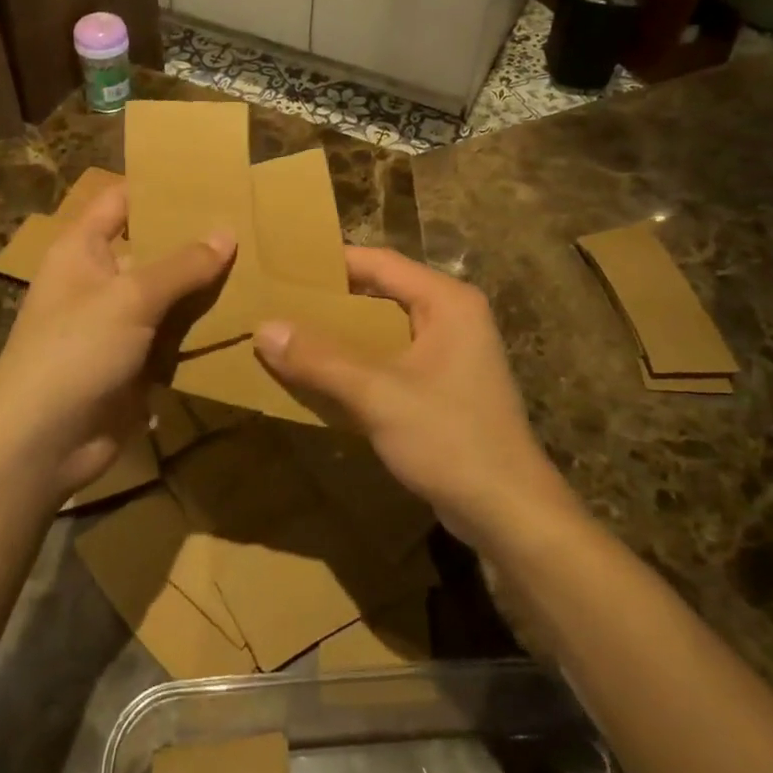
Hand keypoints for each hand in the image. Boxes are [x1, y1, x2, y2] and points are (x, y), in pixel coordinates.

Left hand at [0, 186, 233, 500]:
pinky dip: (202, 329)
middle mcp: (99, 279)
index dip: (159, 187)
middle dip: (196, 239)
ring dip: (205, 287)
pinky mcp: (135, 361)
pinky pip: (174, 335)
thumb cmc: (74, 352)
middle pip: (153, 247)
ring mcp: (118, 323)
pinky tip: (246, 316)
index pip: (122, 200)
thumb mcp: (130, 298)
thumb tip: (227, 232)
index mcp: (82, 249)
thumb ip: (182, 265)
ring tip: (261, 265)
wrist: (41, 446)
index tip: (211, 179)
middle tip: (252, 223)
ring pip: (169, 294)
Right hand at [253, 247, 573, 546]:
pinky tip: (324, 376)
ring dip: (343, 334)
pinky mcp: (446, 384)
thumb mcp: (378, 395)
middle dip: (332, 300)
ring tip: (290, 335)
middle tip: (278, 302)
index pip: (380, 262)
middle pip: (382, 292)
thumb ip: (319, 359)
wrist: (509, 511)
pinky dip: (361, 362)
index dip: (331, 263)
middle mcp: (453, 315)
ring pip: (386, 327)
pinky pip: (394, 357)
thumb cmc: (449, 438)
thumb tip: (263, 327)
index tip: (283, 267)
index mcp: (447, 300)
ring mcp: (452, 351)